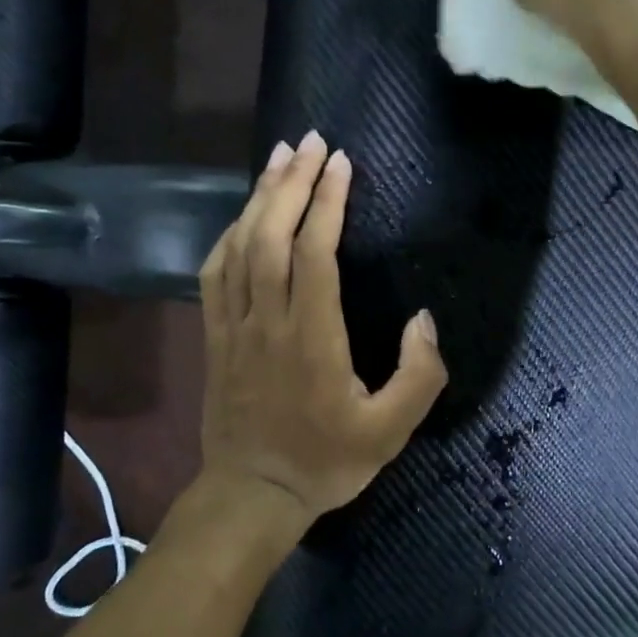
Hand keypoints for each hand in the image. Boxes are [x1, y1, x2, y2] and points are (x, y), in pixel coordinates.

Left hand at [193, 132, 447, 539]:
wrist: (252, 494)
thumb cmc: (324, 462)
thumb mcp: (390, 432)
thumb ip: (418, 376)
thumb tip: (424, 320)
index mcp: (312, 338)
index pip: (314, 253)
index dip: (327, 202)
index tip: (342, 164)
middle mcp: (268, 321)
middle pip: (272, 235)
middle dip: (291, 182)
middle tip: (311, 142)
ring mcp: (233, 326)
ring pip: (240, 247)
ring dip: (259, 198)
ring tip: (280, 159)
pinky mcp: (214, 336)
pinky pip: (214, 273)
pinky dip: (228, 235)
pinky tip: (243, 216)